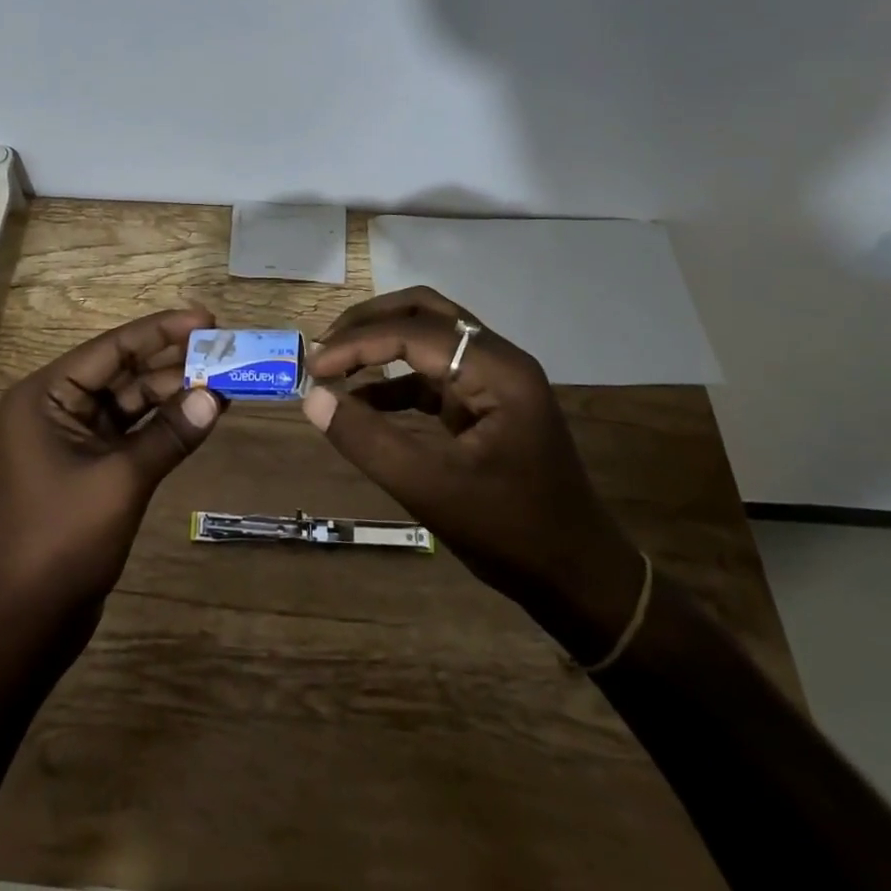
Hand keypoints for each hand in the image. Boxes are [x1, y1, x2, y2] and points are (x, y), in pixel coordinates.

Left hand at [0, 307, 223, 625]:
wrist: (28, 621)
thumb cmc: (63, 540)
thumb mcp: (122, 480)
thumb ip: (170, 434)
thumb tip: (218, 398)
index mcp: (46, 395)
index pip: (112, 348)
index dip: (162, 331)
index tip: (207, 319)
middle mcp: (56, 405)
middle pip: (123, 370)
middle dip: (173, 361)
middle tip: (225, 348)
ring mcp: (72, 435)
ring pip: (131, 399)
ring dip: (174, 391)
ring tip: (225, 379)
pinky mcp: (89, 462)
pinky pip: (132, 429)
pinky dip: (164, 422)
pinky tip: (203, 412)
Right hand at [303, 289, 643, 658]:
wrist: (578, 579)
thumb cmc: (511, 533)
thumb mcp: (432, 490)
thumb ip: (368, 441)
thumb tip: (312, 398)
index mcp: (497, 370)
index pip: (414, 332)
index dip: (359, 344)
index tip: (314, 367)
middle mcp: (498, 359)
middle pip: (424, 312)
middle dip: (370, 324)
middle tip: (325, 348)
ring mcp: (494, 380)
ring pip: (428, 336)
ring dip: (381, 344)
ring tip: (335, 365)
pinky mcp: (485, 402)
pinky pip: (433, 373)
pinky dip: (395, 380)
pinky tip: (362, 401)